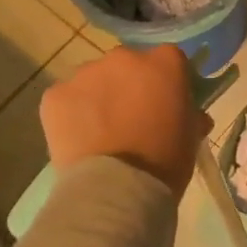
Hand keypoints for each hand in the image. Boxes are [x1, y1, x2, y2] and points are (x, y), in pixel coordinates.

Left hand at [40, 46, 210, 198]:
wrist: (118, 188)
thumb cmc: (166, 161)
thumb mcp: (192, 136)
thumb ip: (190, 115)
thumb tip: (190, 115)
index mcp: (164, 62)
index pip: (169, 60)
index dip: (167, 81)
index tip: (166, 103)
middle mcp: (124, 57)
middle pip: (128, 65)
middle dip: (129, 85)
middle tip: (132, 118)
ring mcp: (86, 73)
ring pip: (94, 80)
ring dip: (99, 97)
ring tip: (101, 132)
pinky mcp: (55, 95)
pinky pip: (66, 99)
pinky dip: (71, 114)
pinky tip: (79, 140)